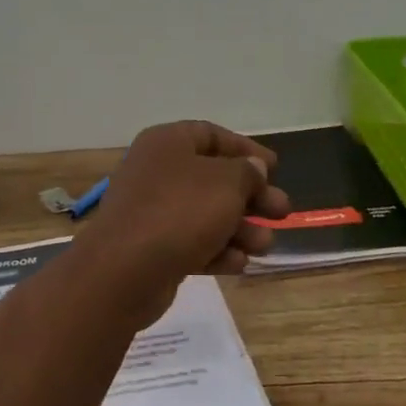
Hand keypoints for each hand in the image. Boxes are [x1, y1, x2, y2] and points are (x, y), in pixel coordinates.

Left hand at [84, 122, 290, 314]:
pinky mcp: (151, 248)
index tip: (275, 167)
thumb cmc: (180, 211)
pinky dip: (216, 251)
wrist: (124, 270)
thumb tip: (253, 168)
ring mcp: (151, 211)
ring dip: (240, 228)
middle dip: (251, 196)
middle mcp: (157, 171)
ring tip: (266, 245)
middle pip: (213, 178)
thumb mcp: (226, 183)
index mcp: (168, 143)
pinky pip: (190, 243)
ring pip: (205, 214)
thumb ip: (247, 172)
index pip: (211, 135)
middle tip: (281, 211)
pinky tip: (239, 264)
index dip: (245, 149)